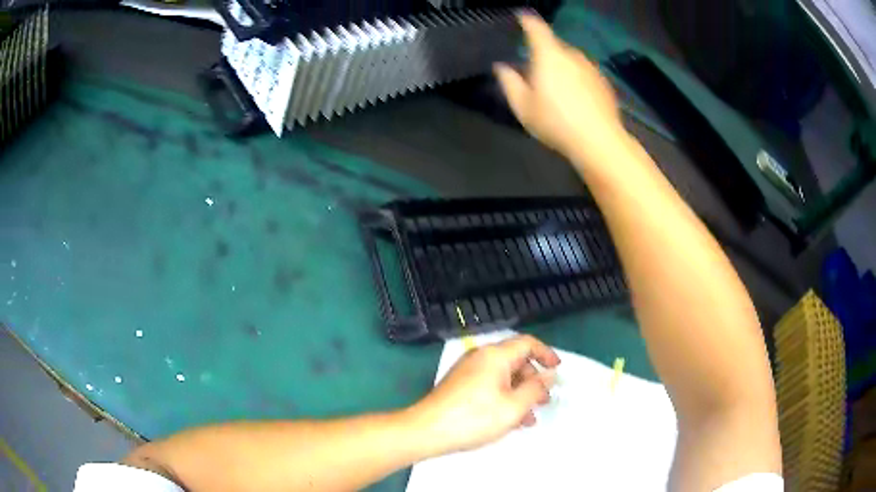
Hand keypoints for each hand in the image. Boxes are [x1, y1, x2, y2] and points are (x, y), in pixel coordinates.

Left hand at [408, 335, 560, 455]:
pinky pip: (489, 386)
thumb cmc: (474, 418)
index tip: (557, 369)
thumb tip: (549, 375)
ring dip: (520, 394)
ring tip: (528, 419)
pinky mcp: (460, 386)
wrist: (426, 430)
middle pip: (515, 361)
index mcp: (495, 356)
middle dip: (533, 381)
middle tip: (544, 402)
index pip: (527, 343)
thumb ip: (536, 389)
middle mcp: (481, 358)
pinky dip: (503, 398)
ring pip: (503, 377)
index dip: (546, 354)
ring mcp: (468, 372)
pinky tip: (509, 420)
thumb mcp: (513, 406)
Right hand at [495, 15, 626, 164]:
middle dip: (543, 53)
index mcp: (549, 56)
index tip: (521, 16)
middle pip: (554, 46)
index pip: (536, 28)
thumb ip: (509, 82)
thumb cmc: (556, 122)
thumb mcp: (523, 106)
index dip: (527, 20)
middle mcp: (572, 55)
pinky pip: (584, 73)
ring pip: (570, 60)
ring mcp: (591, 68)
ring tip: (556, 90)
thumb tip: (501, 67)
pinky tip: (575, 99)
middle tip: (535, 73)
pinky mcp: (603, 82)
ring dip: (561, 67)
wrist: (599, 141)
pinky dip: (576, 78)